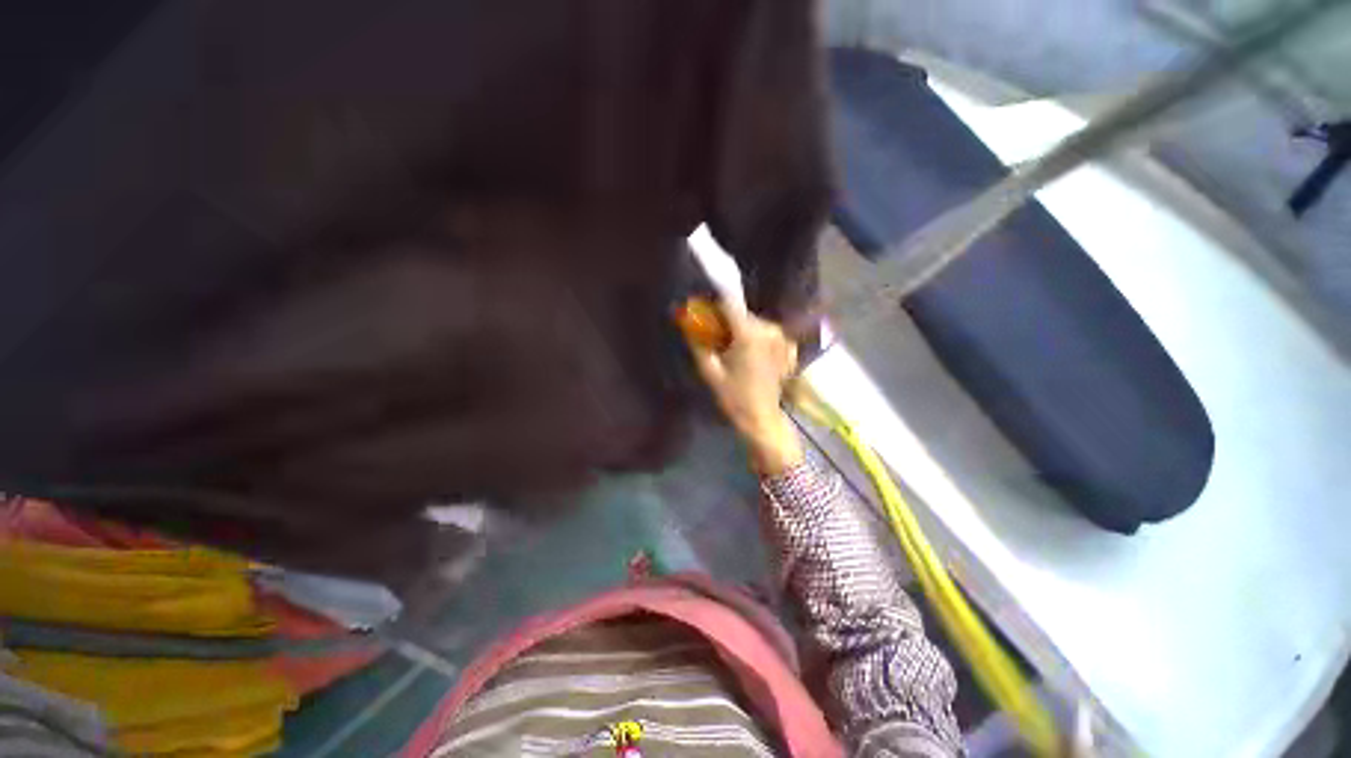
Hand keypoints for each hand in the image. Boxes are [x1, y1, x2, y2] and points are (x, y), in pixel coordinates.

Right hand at [684, 301, 804, 474]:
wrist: (762, 418)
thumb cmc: (734, 397)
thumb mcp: (710, 371)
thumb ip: (698, 342)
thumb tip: (685, 321)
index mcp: (749, 334)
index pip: (729, 303)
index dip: (713, 304)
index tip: (703, 311)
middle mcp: (768, 330)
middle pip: (741, 313)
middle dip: (725, 320)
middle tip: (714, 337)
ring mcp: (781, 338)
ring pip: (753, 322)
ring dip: (740, 329)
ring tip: (731, 348)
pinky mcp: (786, 347)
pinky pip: (766, 333)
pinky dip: (756, 337)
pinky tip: (749, 353)